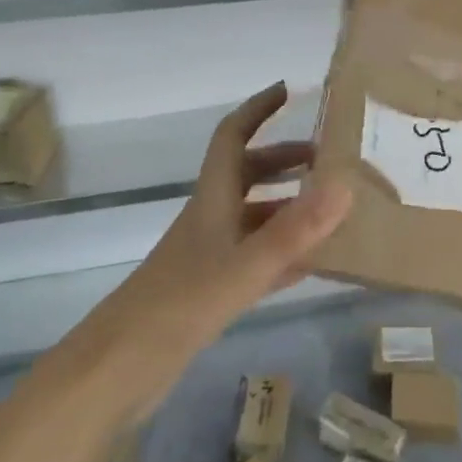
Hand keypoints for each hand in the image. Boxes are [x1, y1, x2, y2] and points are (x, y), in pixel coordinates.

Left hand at [50, 83, 351, 422]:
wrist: (117, 371)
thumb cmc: (178, 306)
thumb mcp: (243, 267)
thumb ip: (294, 230)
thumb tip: (344, 185)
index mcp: (212, 199)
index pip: (233, 136)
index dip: (258, 109)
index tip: (289, 90)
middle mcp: (211, 218)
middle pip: (249, 173)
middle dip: (287, 160)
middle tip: (330, 162)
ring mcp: (210, 255)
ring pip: (256, 217)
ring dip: (290, 206)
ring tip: (334, 210)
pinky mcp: (211, 290)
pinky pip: (257, 257)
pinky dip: (286, 252)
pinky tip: (315, 262)